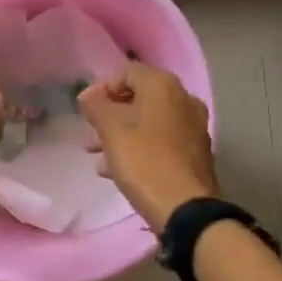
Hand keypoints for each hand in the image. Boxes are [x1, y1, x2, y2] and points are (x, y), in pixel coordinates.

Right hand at [77, 61, 218, 233]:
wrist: (185, 208)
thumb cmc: (143, 160)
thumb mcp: (110, 129)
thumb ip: (95, 105)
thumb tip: (88, 94)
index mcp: (164, 85)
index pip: (126, 72)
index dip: (101, 88)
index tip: (85, 110)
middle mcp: (184, 99)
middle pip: (139, 97)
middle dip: (111, 114)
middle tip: (91, 132)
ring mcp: (193, 126)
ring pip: (149, 121)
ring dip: (122, 133)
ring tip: (98, 154)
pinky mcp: (196, 153)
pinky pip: (161, 141)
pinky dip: (140, 147)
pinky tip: (118, 169)